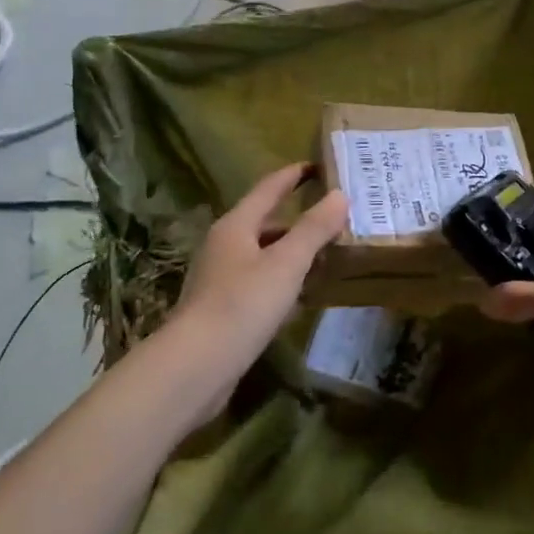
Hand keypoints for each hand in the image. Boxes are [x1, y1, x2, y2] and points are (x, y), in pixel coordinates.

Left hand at [169, 164, 347, 376]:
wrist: (194, 368)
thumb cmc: (242, 305)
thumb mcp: (286, 263)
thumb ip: (314, 229)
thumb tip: (340, 194)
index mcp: (236, 226)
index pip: (269, 188)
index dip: (293, 175)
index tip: (317, 165)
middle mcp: (224, 246)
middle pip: (264, 222)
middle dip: (297, 218)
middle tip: (332, 215)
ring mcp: (220, 280)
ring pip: (263, 254)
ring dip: (291, 251)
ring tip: (325, 253)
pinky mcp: (222, 310)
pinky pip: (259, 283)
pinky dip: (282, 280)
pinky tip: (301, 294)